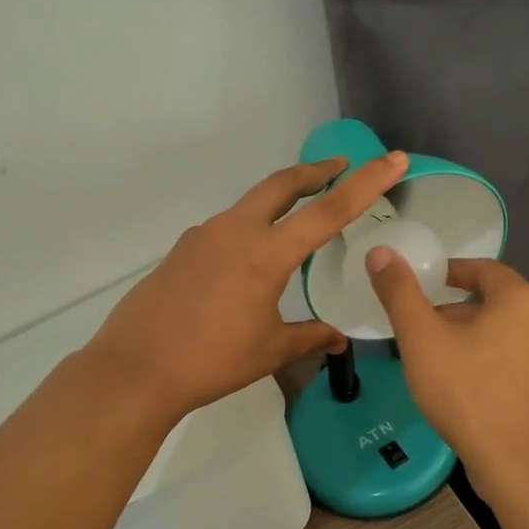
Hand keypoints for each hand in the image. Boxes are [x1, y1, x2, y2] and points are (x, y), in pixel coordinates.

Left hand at [86, 151, 410, 416]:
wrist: (136, 369)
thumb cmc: (212, 361)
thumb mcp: (269, 350)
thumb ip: (309, 337)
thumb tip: (338, 339)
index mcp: (266, 253)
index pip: (329, 210)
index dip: (366, 184)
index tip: (392, 159)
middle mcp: (235, 231)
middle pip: (281, 184)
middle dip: (315, 171)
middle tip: (339, 167)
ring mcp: (203, 236)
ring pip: (250, 204)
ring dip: (279, 200)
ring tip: (297, 218)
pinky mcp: (182, 250)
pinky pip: (225, 228)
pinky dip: (249, 228)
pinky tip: (248, 260)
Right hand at [366, 252, 528, 502]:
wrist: (518, 464)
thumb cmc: (468, 391)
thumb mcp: (422, 338)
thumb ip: (400, 293)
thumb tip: (380, 252)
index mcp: (521, 299)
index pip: (483, 269)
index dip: (449, 272)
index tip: (421, 284)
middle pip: (493, 302)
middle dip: (454, 309)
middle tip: (419, 325)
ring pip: (502, 333)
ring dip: (469, 337)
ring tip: (433, 356)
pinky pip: (512, 360)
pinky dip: (485, 360)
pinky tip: (460, 385)